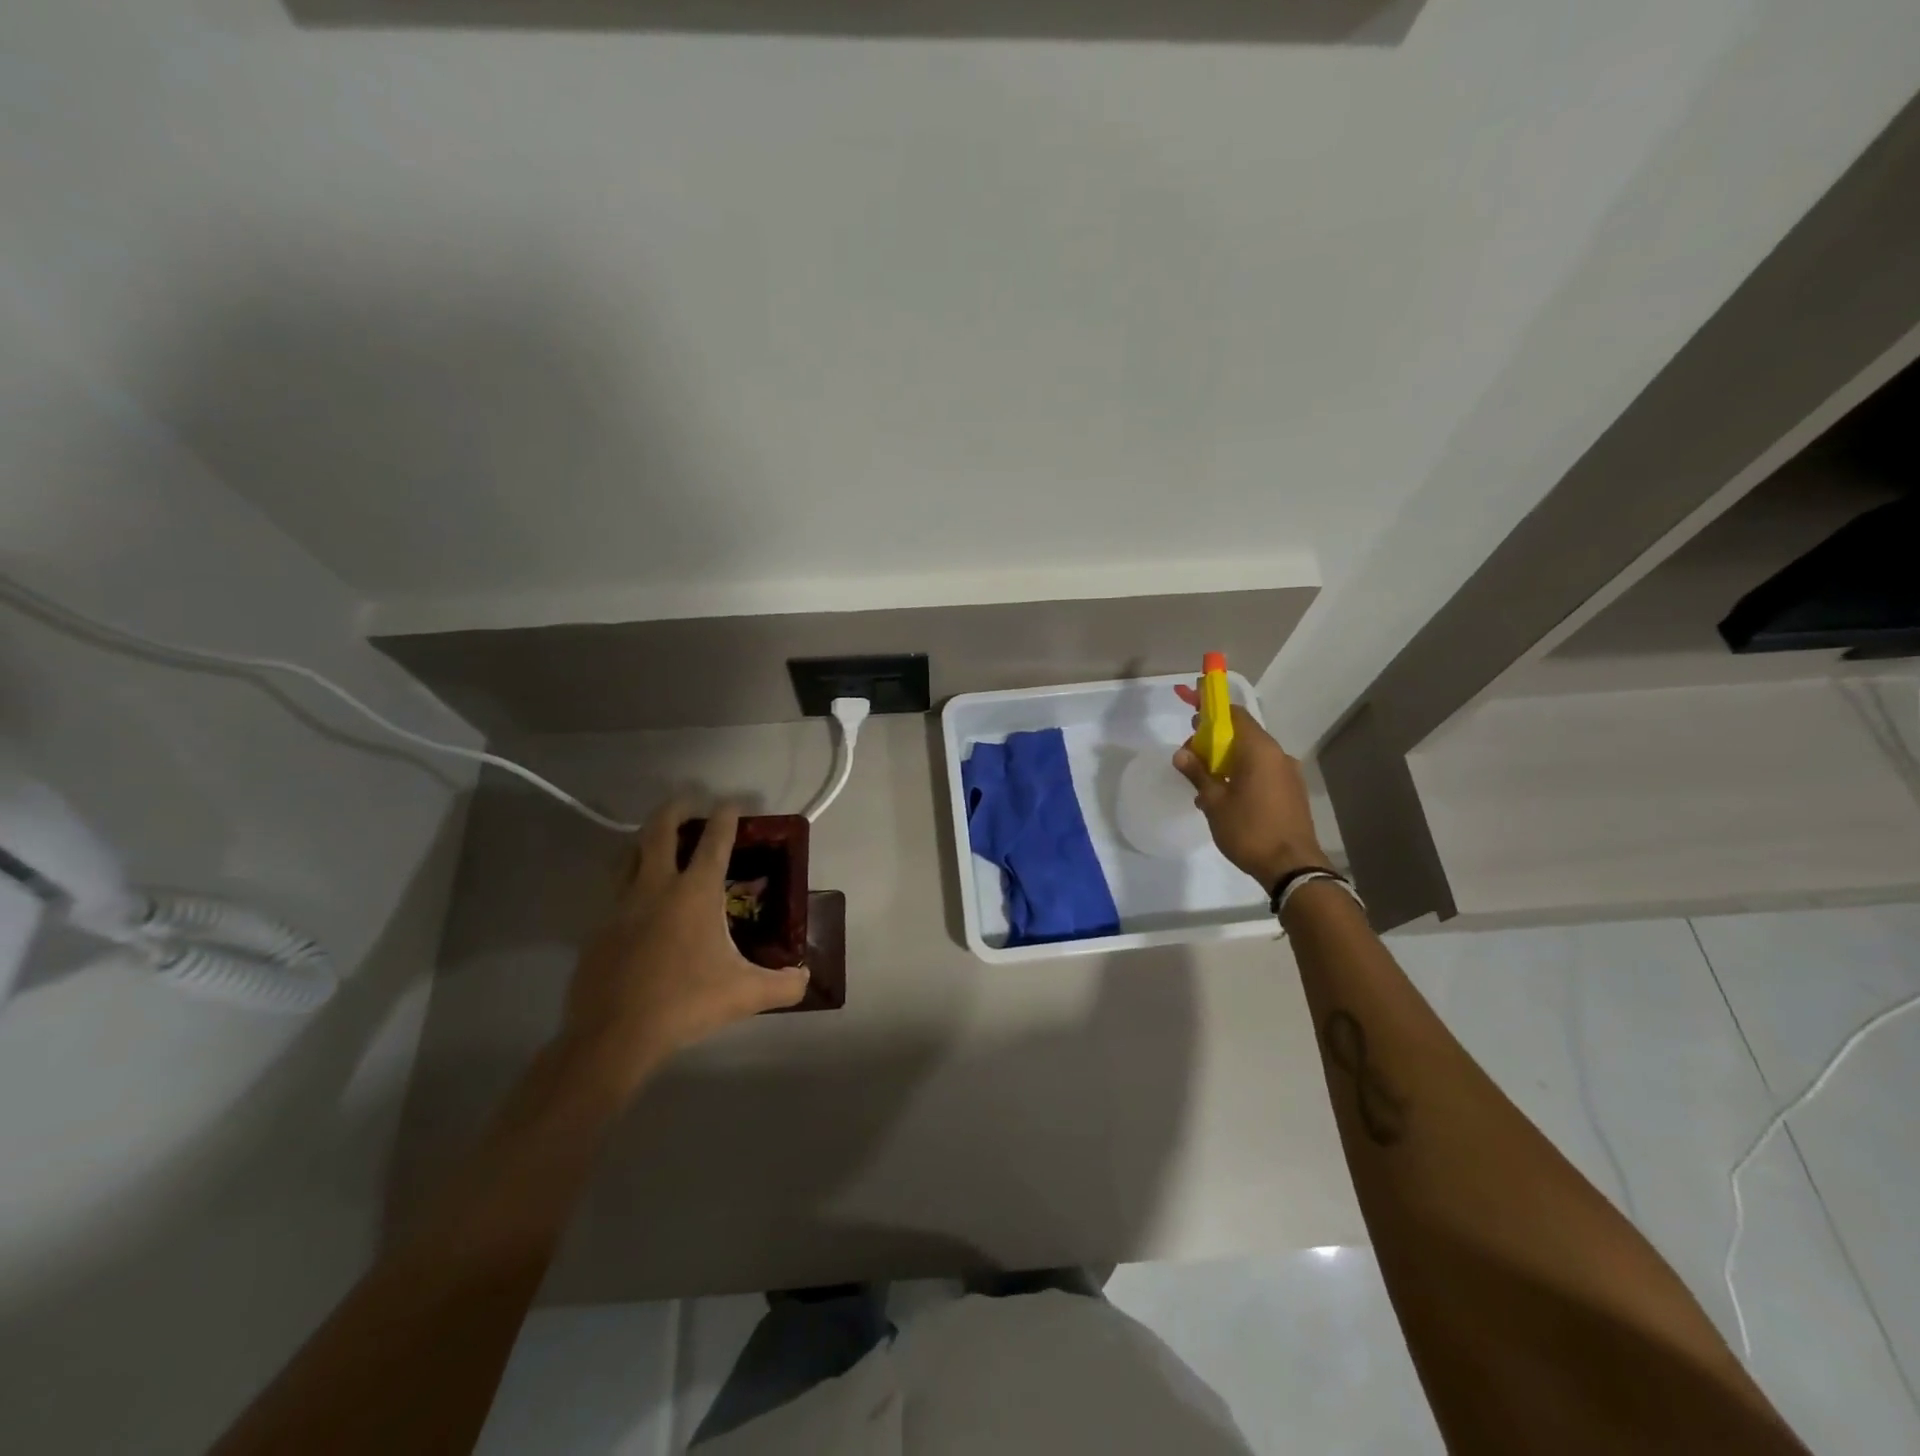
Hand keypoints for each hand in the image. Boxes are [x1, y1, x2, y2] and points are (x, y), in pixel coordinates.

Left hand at [560, 801, 808, 1100]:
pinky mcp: (598, 931)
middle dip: (675, 809)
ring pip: (628, 856)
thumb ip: (783, 985)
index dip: (727, 817)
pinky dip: (630, 884)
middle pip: (660, 832)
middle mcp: (656, 888)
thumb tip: (805, 978)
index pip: (715, 841)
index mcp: (695, 893)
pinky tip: (640, 906)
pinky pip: (615, 894)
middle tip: (688, 800)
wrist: (614, 1035)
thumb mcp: (745, 995)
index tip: (733, 802)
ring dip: (645, 840)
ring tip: (657, 841)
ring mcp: (620, 907)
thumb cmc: (685, 1003)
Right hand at [1172, 684, 1327, 890]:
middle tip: (1190, 756)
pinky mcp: (1292, 792)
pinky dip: (1241, 774)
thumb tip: (1181, 753)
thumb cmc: (1249, 829)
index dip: (1211, 709)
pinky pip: (1262, 772)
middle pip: (1242, 734)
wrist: (1292, 867)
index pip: (1234, 714)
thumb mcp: (1214, 802)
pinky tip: (1225, 798)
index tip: (1192, 712)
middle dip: (1214, 740)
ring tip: (1204, 784)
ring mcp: (1288, 773)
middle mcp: (1277, 754)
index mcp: (1259, 750)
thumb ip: (1198, 773)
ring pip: (1251, 755)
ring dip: (1226, 761)